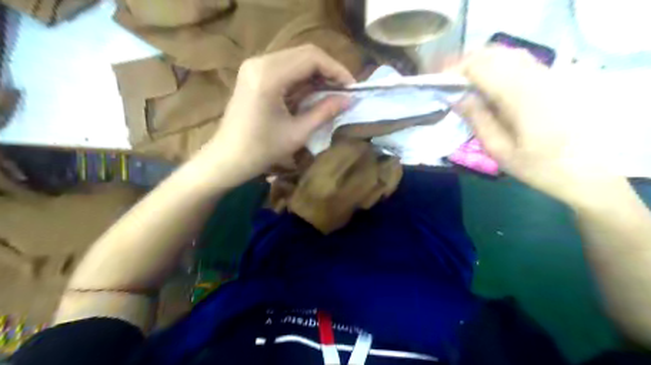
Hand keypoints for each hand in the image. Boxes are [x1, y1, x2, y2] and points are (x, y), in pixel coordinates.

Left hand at [206, 44, 354, 184]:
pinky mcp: (253, 73)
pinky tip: (313, 92)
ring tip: (333, 92)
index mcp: (269, 75)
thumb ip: (325, 112)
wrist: (227, 158)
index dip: (337, 70)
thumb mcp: (298, 133)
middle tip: (344, 90)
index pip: (311, 58)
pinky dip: (303, 77)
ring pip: (296, 58)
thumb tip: (349, 99)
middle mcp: (260, 62)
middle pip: (304, 53)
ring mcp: (254, 66)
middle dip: (329, 70)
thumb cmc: (261, 150)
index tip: (352, 87)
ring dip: (317, 73)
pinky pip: (285, 67)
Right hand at [454, 47, 615, 204]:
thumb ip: (476, 119)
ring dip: (480, 62)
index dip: (455, 71)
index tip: (438, 84)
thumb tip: (456, 97)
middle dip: (465, 64)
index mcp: (518, 96)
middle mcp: (533, 77)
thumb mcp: (498, 149)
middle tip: (447, 82)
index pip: (480, 67)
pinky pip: (519, 61)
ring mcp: (545, 75)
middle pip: (492, 54)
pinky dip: (497, 65)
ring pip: (506, 53)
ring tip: (462, 81)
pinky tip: (487, 82)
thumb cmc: (537, 166)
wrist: (586, 171)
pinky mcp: (551, 79)